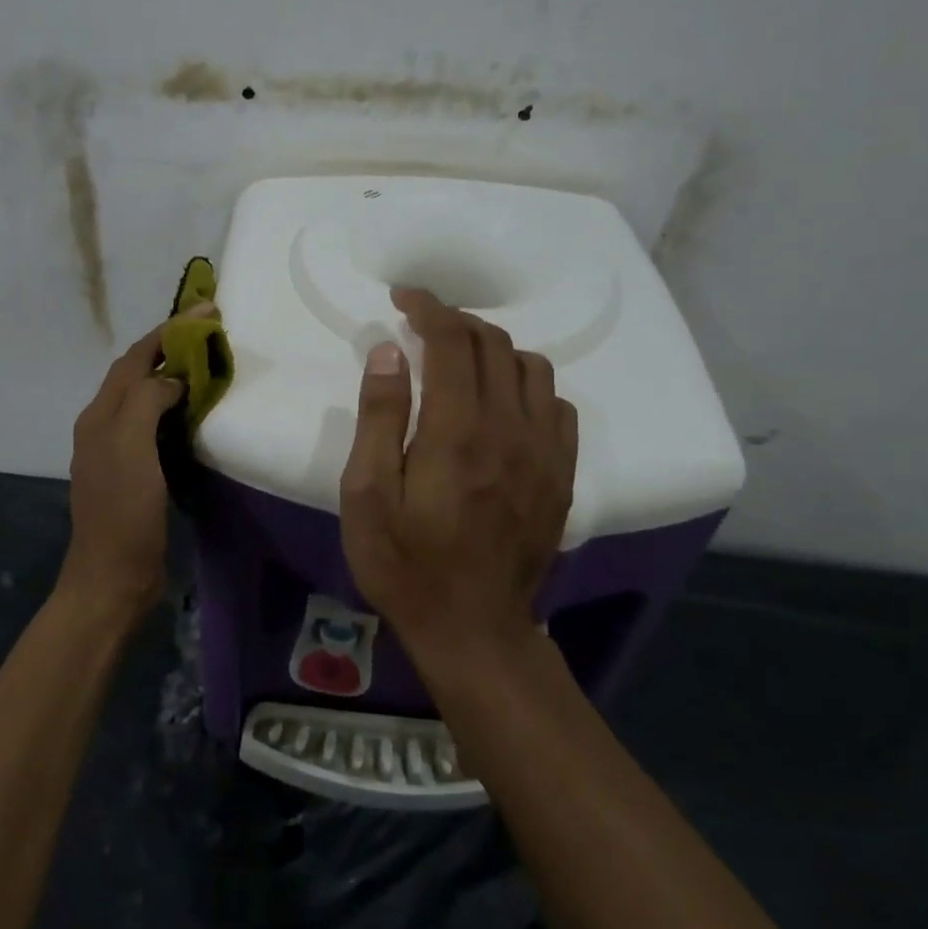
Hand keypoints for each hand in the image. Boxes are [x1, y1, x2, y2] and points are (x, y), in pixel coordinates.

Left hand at [61, 320, 185, 619]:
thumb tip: (172, 379)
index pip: (135, 358)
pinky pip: (156, 426)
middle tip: (211, 333)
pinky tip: (198, 412)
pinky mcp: (136, 473)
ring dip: (174, 376)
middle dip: (171, 347)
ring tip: (208, 363)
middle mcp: (105, 425)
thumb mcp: (131, 447)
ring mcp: (119, 451)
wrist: (113, 577)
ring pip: (147, 399)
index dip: (168, 331)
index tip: (206, 310)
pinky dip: (177, 409)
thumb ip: (147, 400)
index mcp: (100, 414)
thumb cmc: (123, 510)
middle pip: (137, 373)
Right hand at [339, 288, 578, 666]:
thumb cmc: (405, 563)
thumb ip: (379, 417)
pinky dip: (527, 385)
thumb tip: (391, 352)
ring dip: (493, 349)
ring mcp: (544, 452)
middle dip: (456, 321)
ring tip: (461, 360)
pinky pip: (557, 405)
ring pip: (531, 368)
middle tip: (423, 325)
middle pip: (494, 345)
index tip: (404, 299)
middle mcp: (510, 429)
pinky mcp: (562, 474)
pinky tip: (502, 402)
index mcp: (458, 431)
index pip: (453, 341)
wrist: (473, 629)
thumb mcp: (366, 495)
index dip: (429, 308)